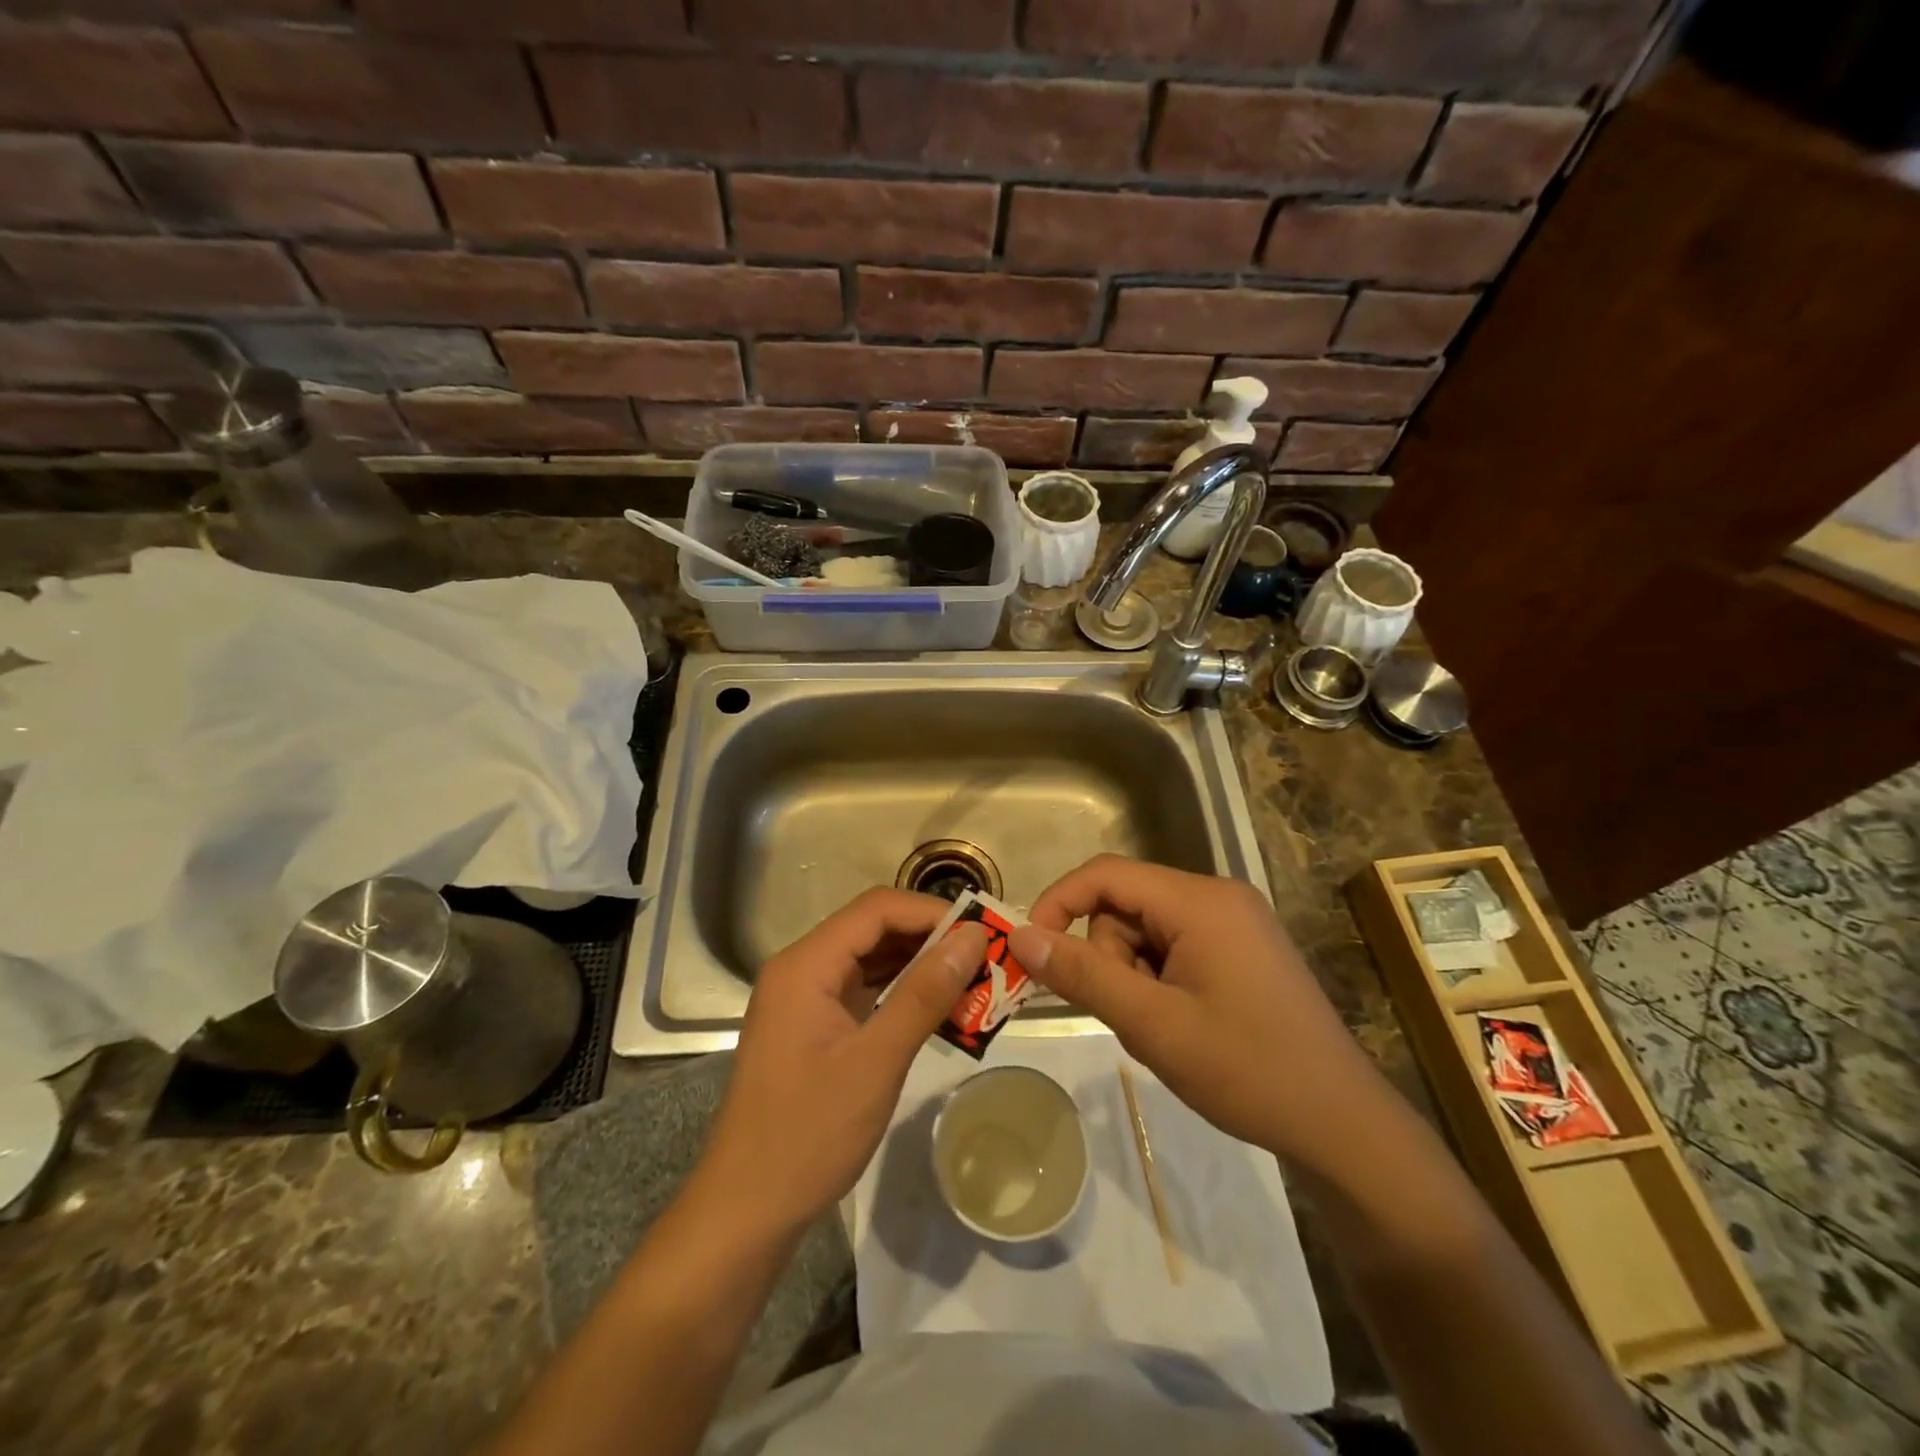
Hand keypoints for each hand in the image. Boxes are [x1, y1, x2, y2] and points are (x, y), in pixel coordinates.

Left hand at [699, 888, 989, 1233]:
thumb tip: (973, 937)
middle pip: (874, 930)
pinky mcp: (813, 1027)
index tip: (983, 933)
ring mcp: (805, 999)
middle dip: (931, 940)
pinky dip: (902, 995)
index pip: (877, 909)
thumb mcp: (876, 1061)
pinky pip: (864, 991)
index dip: (932, 913)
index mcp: (806, 964)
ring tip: (974, 981)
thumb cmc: (808, 1135)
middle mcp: (802, 969)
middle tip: (987, 959)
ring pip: (871, 960)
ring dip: (920, 968)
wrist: (746, 1212)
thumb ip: (925, 994)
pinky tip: (940, 1010)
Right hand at [1009, 855, 1394, 1171]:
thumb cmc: (1246, 1070)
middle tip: (1132, 1014)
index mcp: (1200, 900)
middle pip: (1126, 904)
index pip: (1106, 874)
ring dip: (1135, 975)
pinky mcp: (1241, 947)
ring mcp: (1234, 921)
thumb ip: (1083, 974)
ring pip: (1147, 929)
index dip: (1058, 903)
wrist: (1342, 1124)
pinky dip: (1159, 980)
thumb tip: (1019, 936)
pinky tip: (1184, 1024)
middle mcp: (1218, 896)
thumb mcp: (1152, 1024)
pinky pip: (1175, 945)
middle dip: (1110, 956)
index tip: (1031, 950)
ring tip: (1163, 1028)